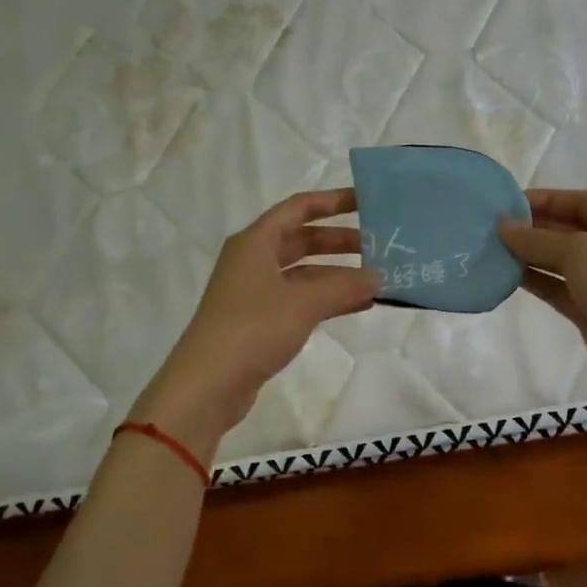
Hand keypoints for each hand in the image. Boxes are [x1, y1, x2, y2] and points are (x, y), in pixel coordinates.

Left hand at [130, 189, 378, 459]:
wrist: (208, 384)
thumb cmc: (253, 329)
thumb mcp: (304, 303)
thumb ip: (344, 286)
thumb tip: (378, 278)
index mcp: (256, 242)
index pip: (298, 208)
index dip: (332, 202)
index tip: (366, 202)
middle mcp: (253, 260)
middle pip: (302, 240)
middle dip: (340, 241)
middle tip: (379, 246)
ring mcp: (254, 292)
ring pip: (303, 272)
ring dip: (337, 274)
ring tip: (376, 279)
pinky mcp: (259, 321)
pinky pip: (300, 299)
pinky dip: (327, 299)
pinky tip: (357, 306)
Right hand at [498, 189, 586, 406]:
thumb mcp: (580, 253)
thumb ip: (538, 239)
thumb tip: (502, 227)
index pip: (579, 202)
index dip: (546, 199)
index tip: (508, 203)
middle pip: (567, 229)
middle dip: (533, 227)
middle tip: (494, 228)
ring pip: (559, 260)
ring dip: (529, 255)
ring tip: (493, 250)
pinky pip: (556, 287)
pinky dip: (534, 280)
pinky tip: (506, 275)